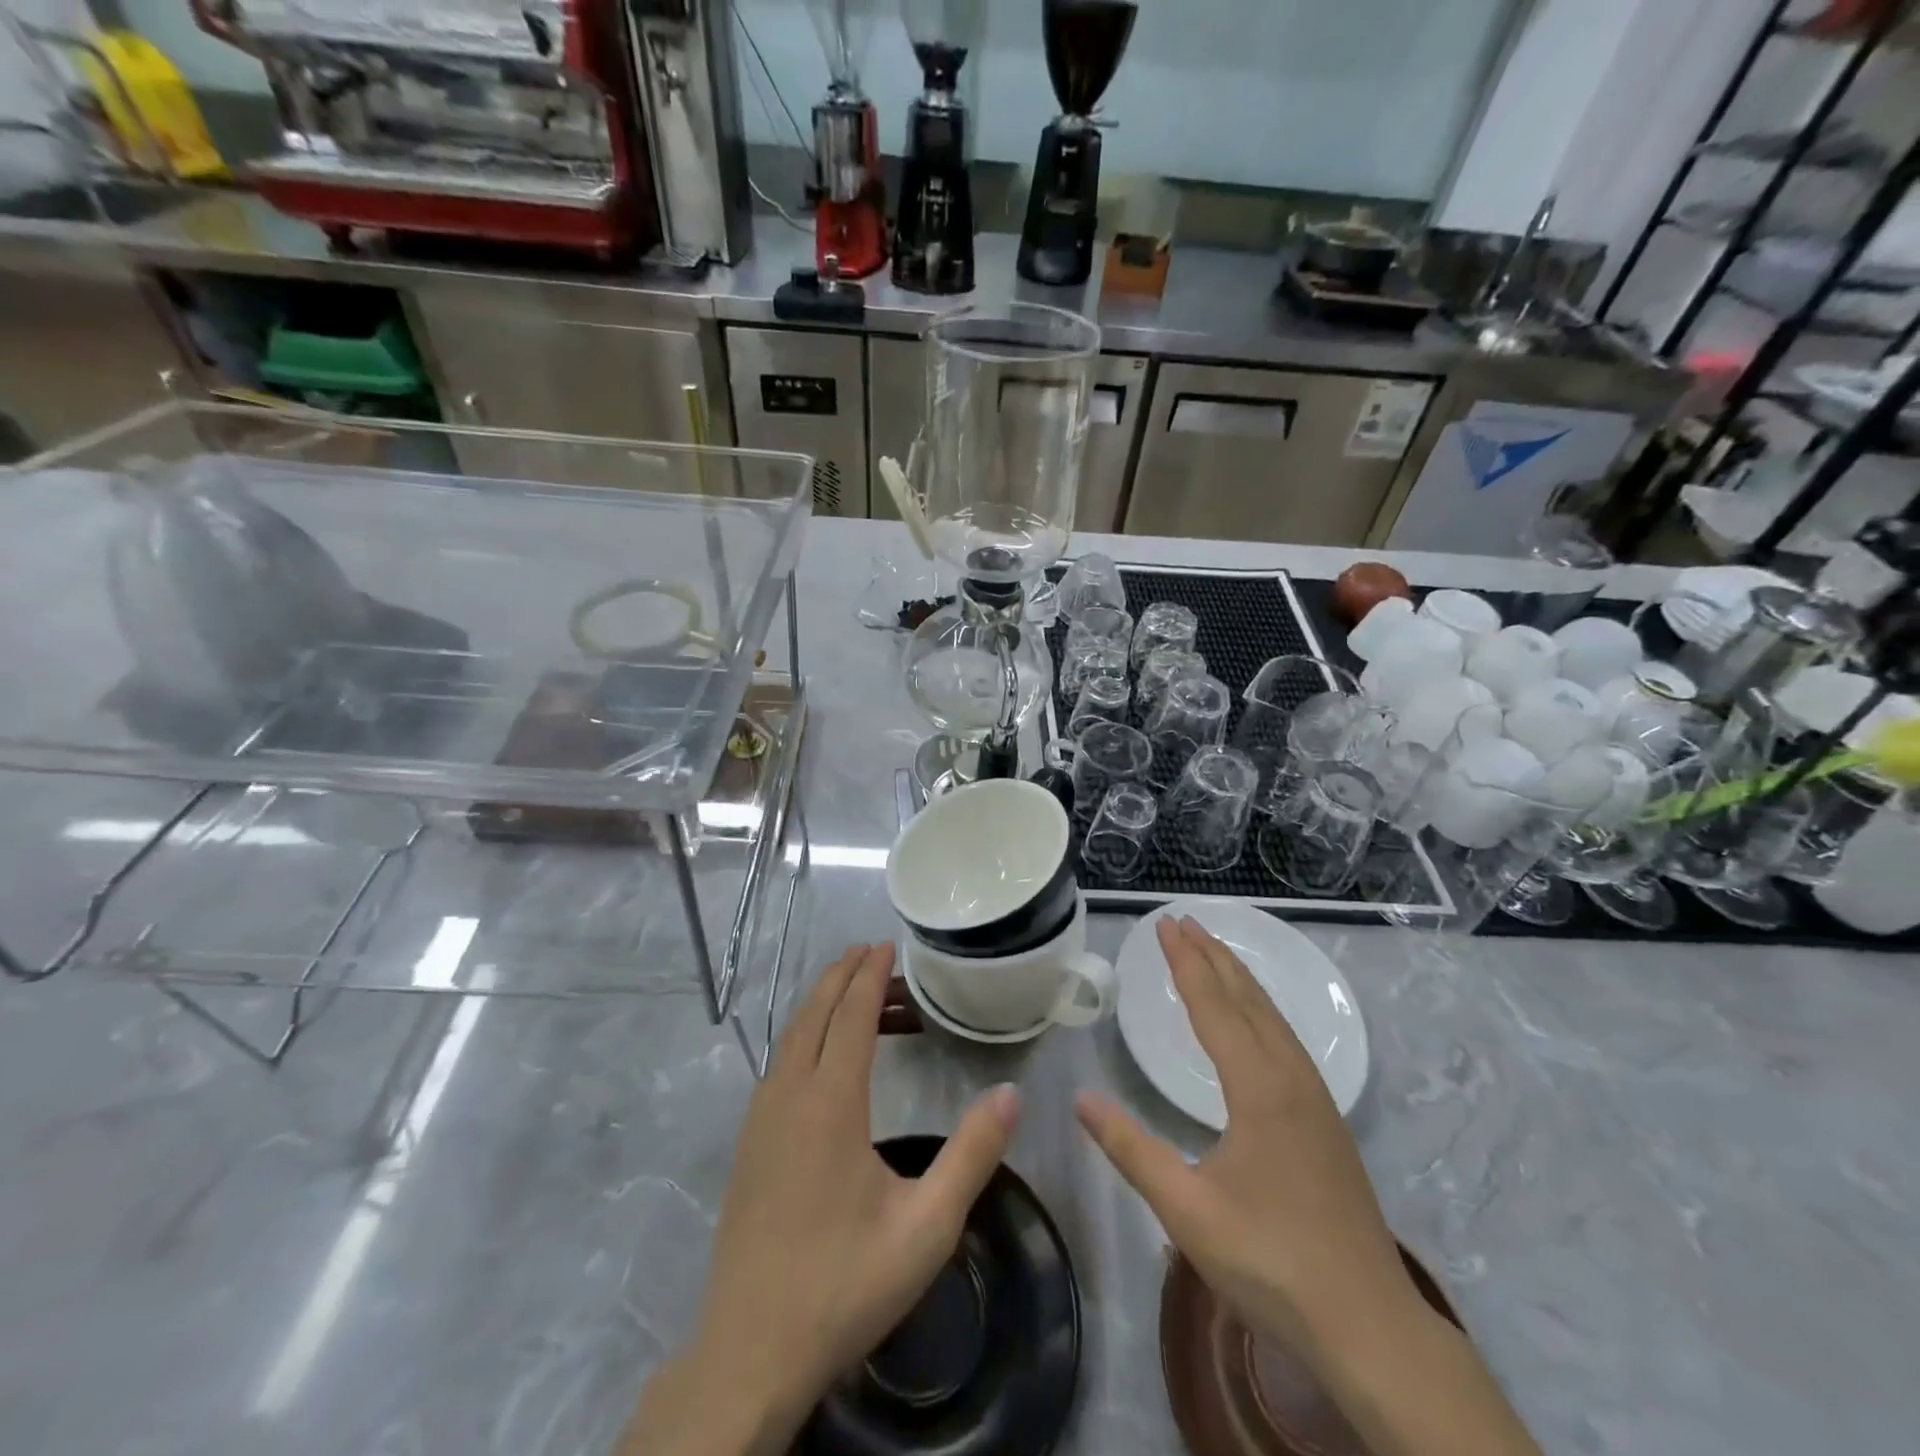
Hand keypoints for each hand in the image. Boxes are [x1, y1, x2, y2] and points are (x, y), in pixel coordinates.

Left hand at [625, 944, 1019, 1455]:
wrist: (750, 1351)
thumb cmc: (844, 1284)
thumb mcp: (926, 1227)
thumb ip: (972, 1156)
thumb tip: (1010, 1093)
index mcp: (830, 1103)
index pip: (851, 1016)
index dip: (869, 976)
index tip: (884, 945)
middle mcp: (789, 1095)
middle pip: (814, 1013)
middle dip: (842, 975)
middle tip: (871, 951)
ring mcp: (760, 1118)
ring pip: (791, 1036)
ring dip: (822, 1004)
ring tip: (856, 993)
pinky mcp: (748, 1142)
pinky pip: (779, 1063)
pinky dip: (804, 1035)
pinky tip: (822, 1055)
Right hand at [1076, 917, 1414, 1362]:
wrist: (1370, 1326)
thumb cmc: (1272, 1262)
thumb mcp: (1187, 1211)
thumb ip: (1131, 1149)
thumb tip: (1081, 1097)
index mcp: (1259, 1089)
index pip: (1214, 1007)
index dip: (1186, 963)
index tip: (1166, 923)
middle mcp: (1291, 1079)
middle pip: (1248, 999)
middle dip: (1213, 956)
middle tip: (1184, 921)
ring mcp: (1315, 1098)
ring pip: (1273, 1018)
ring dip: (1239, 978)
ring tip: (1213, 951)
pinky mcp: (1326, 1120)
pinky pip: (1286, 1039)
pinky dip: (1259, 1009)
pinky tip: (1254, 1019)